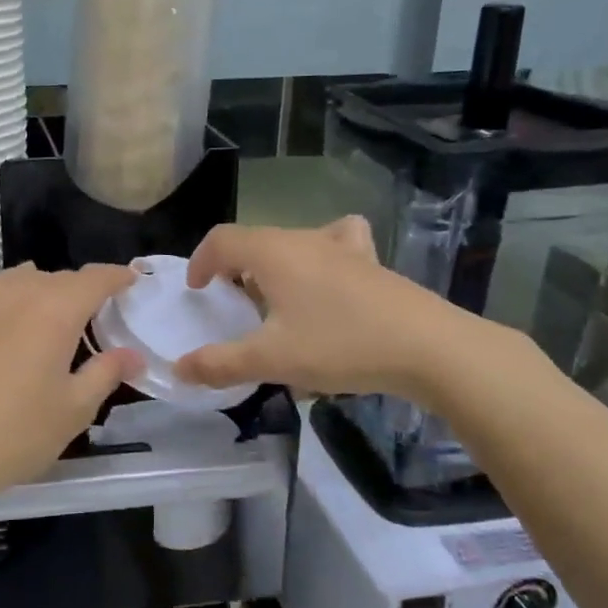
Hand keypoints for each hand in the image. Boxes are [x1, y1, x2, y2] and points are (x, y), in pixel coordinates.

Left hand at [0, 263, 139, 507]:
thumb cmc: (15, 433)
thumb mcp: (74, 409)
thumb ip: (106, 373)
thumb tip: (133, 355)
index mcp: (56, 310)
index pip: (95, 278)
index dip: (118, 276)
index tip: (132, 281)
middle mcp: (20, 292)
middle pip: (61, 278)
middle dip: (84, 290)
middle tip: (100, 314)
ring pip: (27, 279)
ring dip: (49, 290)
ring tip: (57, 317)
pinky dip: (17, 295)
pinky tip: (16, 321)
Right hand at [174, 219, 498, 405]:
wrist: (429, 348)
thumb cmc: (340, 345)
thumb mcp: (272, 360)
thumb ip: (220, 364)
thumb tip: (179, 369)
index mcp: (272, 252)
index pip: (221, 239)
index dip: (201, 261)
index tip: (197, 290)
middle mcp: (303, 239)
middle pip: (255, 240)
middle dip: (234, 267)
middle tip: (233, 305)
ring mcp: (342, 247)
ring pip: (293, 241)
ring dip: (273, 262)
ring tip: (276, 295)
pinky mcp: (371, 262)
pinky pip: (336, 243)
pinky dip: (321, 253)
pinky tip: (329, 277)